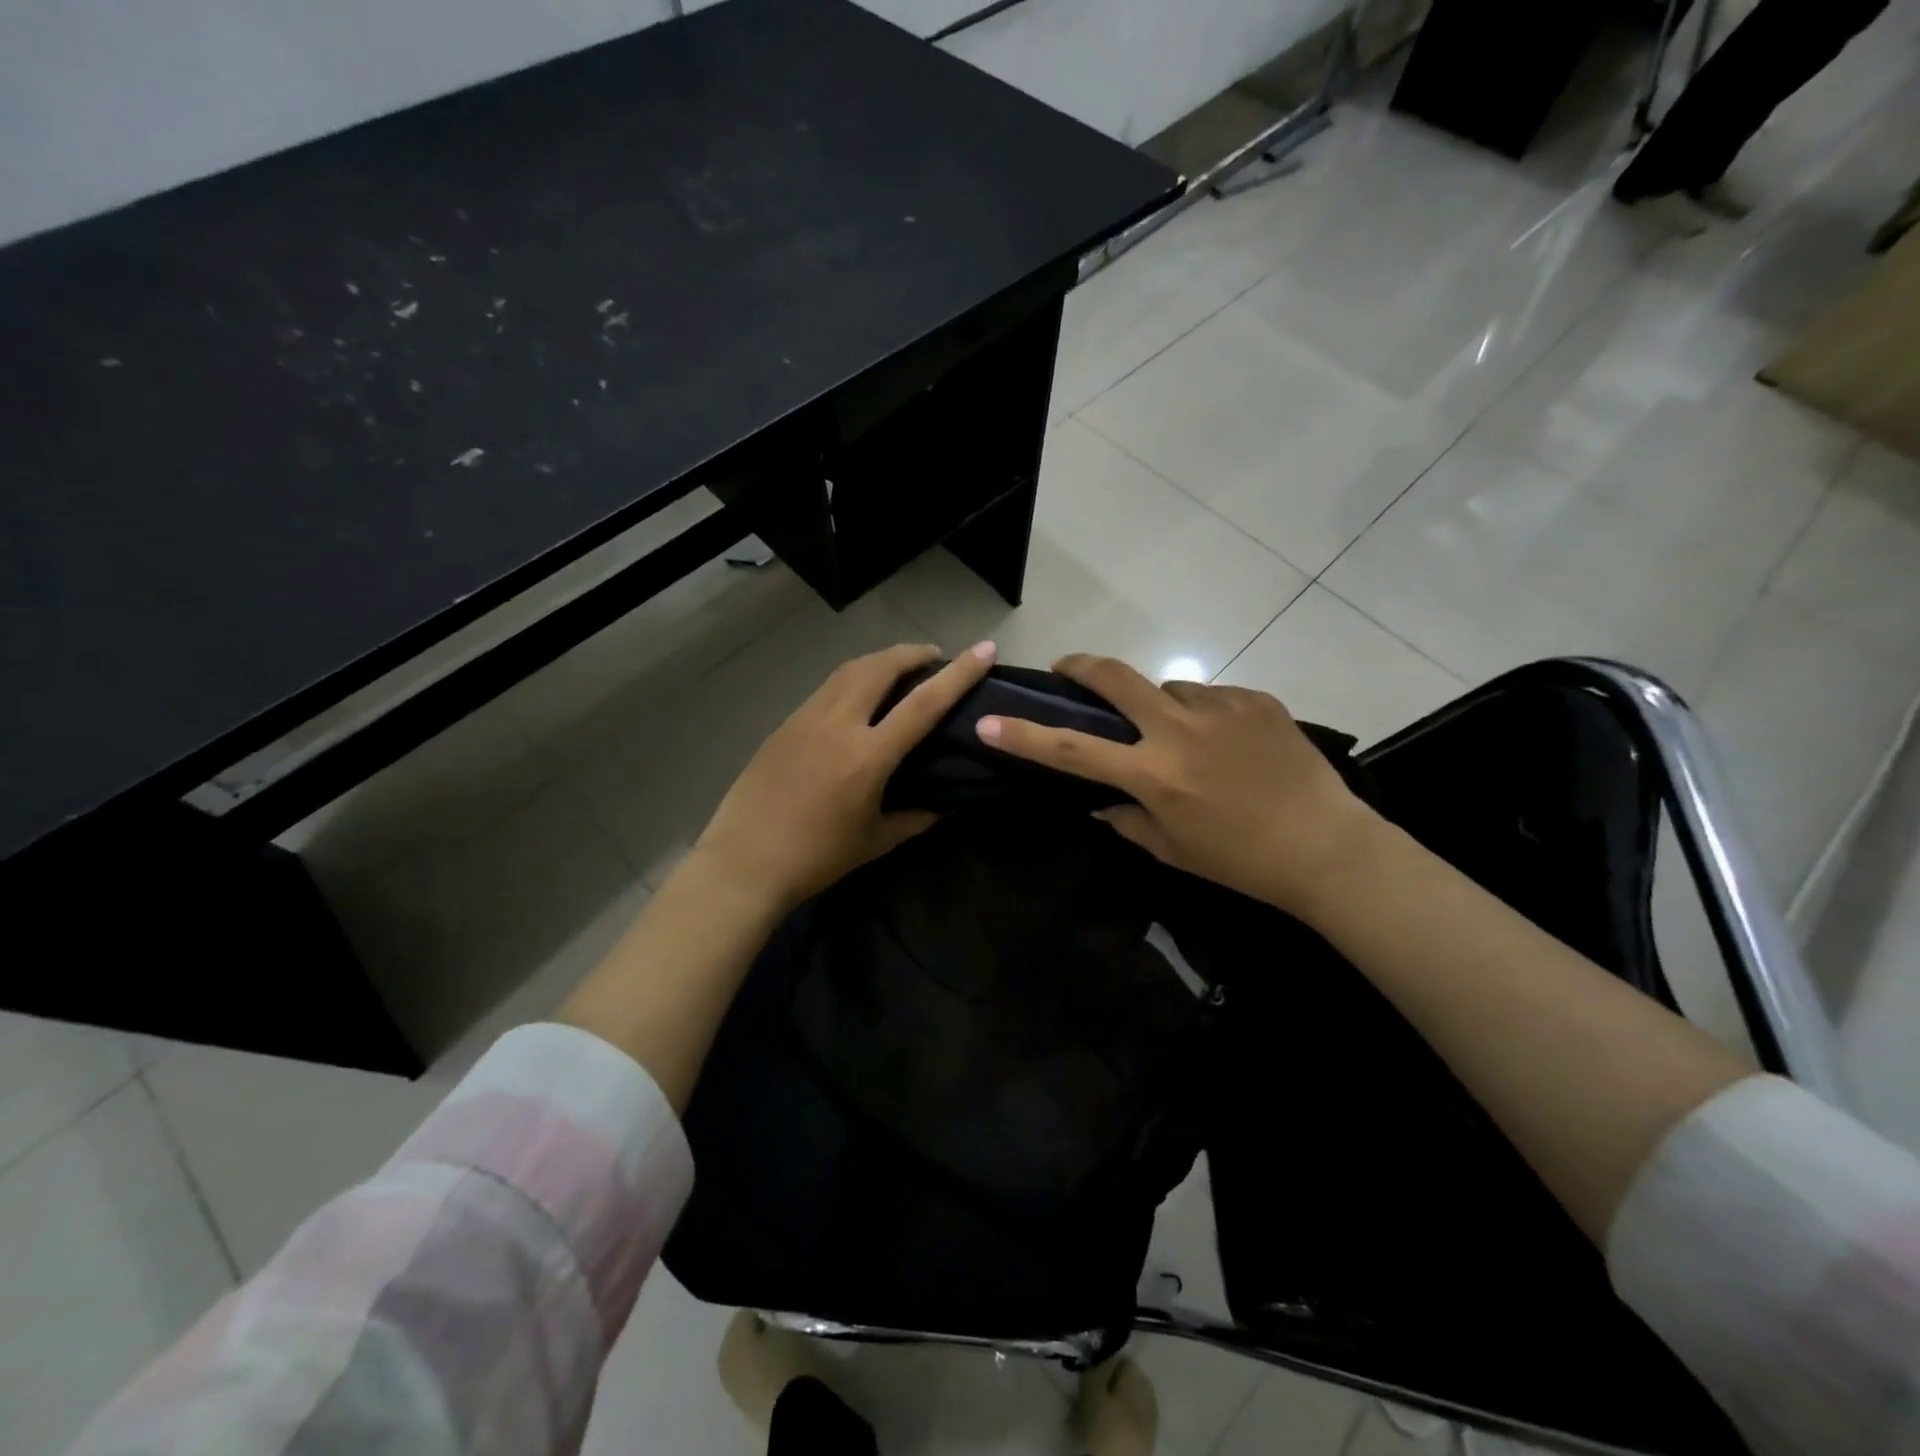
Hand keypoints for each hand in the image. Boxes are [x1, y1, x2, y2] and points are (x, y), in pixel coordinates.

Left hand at [692, 640, 997, 913]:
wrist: (744, 862)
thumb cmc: (816, 858)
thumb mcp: (875, 842)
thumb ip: (915, 819)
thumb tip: (945, 807)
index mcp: (868, 756)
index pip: (924, 703)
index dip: (959, 674)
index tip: (984, 650)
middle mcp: (838, 724)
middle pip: (881, 666)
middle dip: (913, 653)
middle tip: (934, 657)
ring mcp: (806, 719)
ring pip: (849, 670)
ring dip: (881, 660)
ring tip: (900, 668)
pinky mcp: (785, 724)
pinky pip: (827, 688)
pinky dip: (853, 679)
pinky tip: (859, 696)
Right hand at [976, 654, 1382, 918]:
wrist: (1327, 847)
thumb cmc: (1241, 861)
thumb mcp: (1173, 851)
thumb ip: (1128, 821)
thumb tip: (1103, 802)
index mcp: (1153, 774)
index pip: (1071, 749)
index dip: (1023, 735)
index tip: (988, 720)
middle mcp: (1178, 730)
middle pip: (1114, 676)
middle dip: (1080, 665)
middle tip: (1067, 668)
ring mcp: (1220, 708)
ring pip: (1169, 688)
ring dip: (1161, 707)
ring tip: (1187, 739)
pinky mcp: (1255, 700)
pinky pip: (1212, 698)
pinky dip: (1206, 715)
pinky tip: (1230, 745)